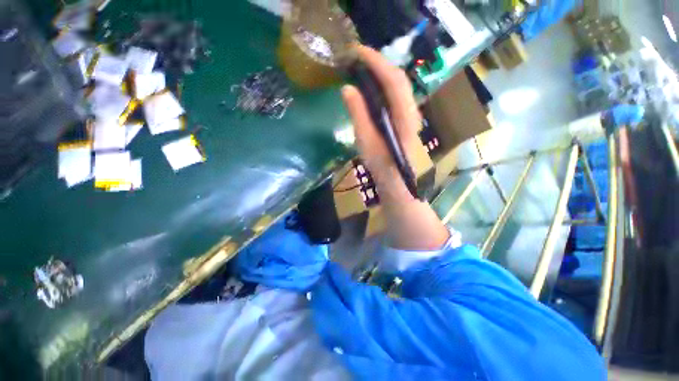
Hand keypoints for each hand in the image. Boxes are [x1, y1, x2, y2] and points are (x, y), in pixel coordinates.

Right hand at [341, 45, 422, 203]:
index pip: (392, 79)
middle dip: (378, 63)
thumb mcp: (366, 140)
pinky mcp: (406, 118)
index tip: (356, 51)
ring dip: (381, 72)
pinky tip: (372, 87)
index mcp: (403, 116)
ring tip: (362, 68)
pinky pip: (396, 95)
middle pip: (398, 78)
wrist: (396, 180)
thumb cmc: (381, 164)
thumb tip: (347, 88)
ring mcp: (410, 114)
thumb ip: (358, 113)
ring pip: (398, 85)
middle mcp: (411, 110)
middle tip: (356, 58)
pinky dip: (384, 85)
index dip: (375, 61)